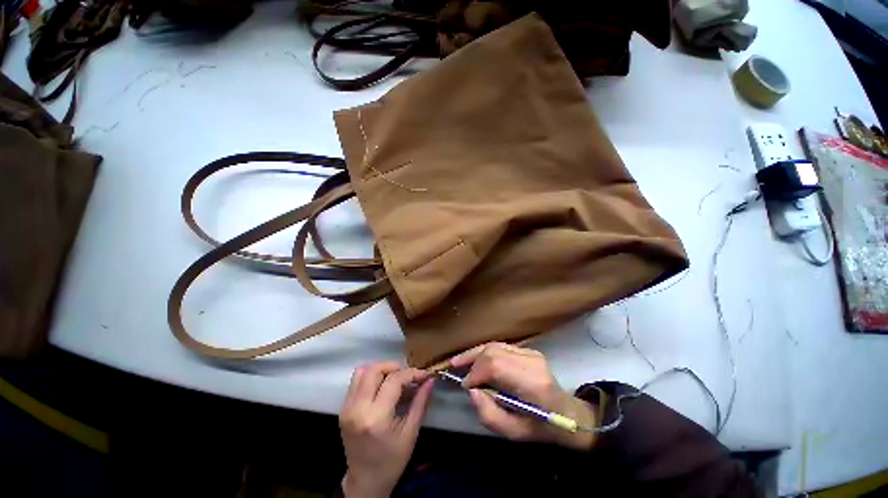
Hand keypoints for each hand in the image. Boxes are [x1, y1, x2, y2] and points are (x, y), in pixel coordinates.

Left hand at [339, 362, 434, 497]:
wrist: (365, 482)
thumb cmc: (392, 461)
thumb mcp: (411, 433)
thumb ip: (421, 402)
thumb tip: (430, 380)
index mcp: (376, 418)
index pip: (394, 380)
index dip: (411, 373)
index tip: (424, 375)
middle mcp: (357, 409)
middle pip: (374, 370)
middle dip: (394, 367)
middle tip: (407, 376)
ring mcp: (347, 408)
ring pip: (363, 372)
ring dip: (381, 370)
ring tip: (394, 380)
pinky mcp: (343, 409)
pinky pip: (356, 382)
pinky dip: (371, 378)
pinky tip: (382, 388)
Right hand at [449, 342, 596, 450]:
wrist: (568, 414)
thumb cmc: (542, 427)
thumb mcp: (514, 433)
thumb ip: (489, 415)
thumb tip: (471, 391)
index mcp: (532, 382)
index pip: (496, 365)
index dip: (476, 372)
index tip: (464, 386)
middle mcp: (531, 361)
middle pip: (493, 351)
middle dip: (472, 360)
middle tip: (457, 371)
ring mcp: (530, 352)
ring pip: (495, 345)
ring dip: (475, 353)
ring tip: (459, 361)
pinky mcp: (528, 350)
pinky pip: (500, 346)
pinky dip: (484, 352)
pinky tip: (474, 359)